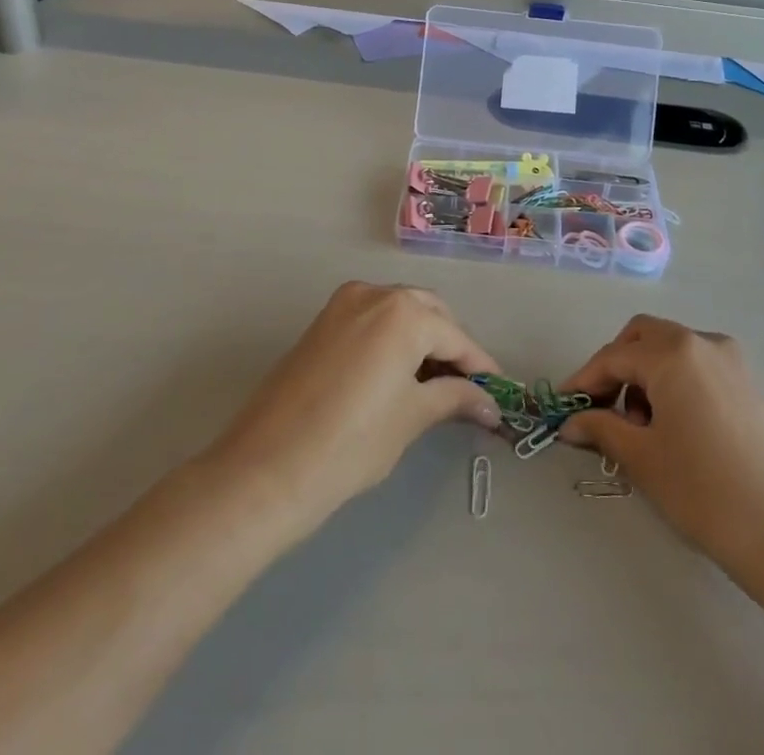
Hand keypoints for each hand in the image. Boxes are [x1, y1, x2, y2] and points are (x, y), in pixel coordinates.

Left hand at [205, 283, 502, 532]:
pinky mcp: (322, 322)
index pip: (456, 337)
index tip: (498, 392)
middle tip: (466, 389)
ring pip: (400, 312)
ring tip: (435, 386)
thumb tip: (489, 403)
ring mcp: (344, 304)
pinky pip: (372, 320)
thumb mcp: (411, 418)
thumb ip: (454, 398)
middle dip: (451, 347)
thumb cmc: (350, 444)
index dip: (480, 367)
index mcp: (404, 312)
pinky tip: (399, 375)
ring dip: (422, 341)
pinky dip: (393, 340)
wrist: (265, 470)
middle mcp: (376, 293)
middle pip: (429, 314)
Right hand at [561, 315, 763, 580]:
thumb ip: (602, 429)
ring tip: (641, 428)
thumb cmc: (707, 492)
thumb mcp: (644, 460)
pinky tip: (675, 428)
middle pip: (644, 337)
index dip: (583, 381)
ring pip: (672, 349)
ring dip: (646, 374)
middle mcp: (702, 342)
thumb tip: (572, 423)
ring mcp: (732, 362)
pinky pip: (699, 367)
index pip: (613, 356)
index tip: (563, 407)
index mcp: (672, 352)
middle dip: (616, 366)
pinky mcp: (751, 385)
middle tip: (602, 409)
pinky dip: (675, 383)